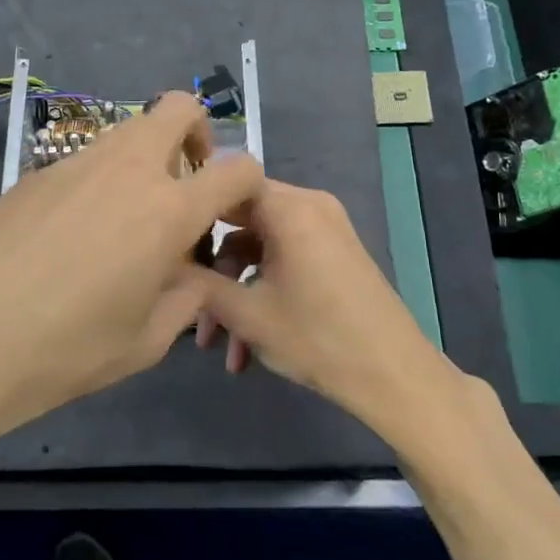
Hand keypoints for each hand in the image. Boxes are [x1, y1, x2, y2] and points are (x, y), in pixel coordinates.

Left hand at [0, 91, 262, 457]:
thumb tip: (190, 270)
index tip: (233, 212)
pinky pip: (87, 159)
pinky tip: (74, 235)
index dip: (248, 183)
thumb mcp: (146, 341)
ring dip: (147, 158)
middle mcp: (128, 169)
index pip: (236, 166)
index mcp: (167, 210)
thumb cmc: (64, 350)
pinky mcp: (36, 172)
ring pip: (130, 130)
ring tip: (127, 221)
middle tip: (184, 187)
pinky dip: (101, 180)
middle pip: (179, 108)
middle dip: (197, 136)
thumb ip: (186, 296)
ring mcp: (77, 163)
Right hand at [189, 179, 457, 438]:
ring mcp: (324, 230)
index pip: (227, 184)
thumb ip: (199, 284)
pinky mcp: (333, 255)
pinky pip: (285, 260)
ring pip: (261, 249)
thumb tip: (165, 266)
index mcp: (289, 207)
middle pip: (242, 221)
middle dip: (213, 270)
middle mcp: (309, 206)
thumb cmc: (317, 338)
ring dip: (237, 294)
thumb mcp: (247, 314)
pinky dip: (263, 293)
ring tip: (220, 348)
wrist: (394, 376)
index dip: (193, 208)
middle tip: (190, 307)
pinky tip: (247, 348)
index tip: (165, 240)